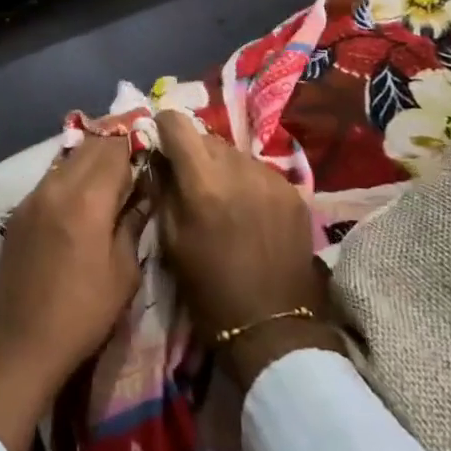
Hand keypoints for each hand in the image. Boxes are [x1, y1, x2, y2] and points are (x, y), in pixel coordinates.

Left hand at [0, 133, 142, 385]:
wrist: (21, 341)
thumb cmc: (84, 312)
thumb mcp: (124, 272)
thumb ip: (133, 223)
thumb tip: (144, 193)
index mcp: (87, 200)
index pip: (114, 149)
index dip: (135, 143)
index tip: (152, 148)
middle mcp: (57, 187)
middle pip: (89, 146)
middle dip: (114, 146)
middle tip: (136, 158)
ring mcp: (33, 196)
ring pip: (68, 159)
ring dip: (91, 159)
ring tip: (112, 175)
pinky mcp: (20, 210)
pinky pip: (51, 178)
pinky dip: (71, 175)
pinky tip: (83, 195)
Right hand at [156, 111, 341, 389]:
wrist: (273, 327)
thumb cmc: (209, 289)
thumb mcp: (170, 241)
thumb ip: (162, 189)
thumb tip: (156, 157)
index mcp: (203, 182)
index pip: (177, 123)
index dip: (164, 128)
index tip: (160, 142)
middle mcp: (239, 169)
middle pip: (207, 136)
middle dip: (193, 151)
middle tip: (189, 179)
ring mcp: (271, 178)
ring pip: (235, 153)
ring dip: (222, 166)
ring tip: (221, 197)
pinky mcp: (294, 191)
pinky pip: (260, 171)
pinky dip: (248, 181)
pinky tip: (248, 210)